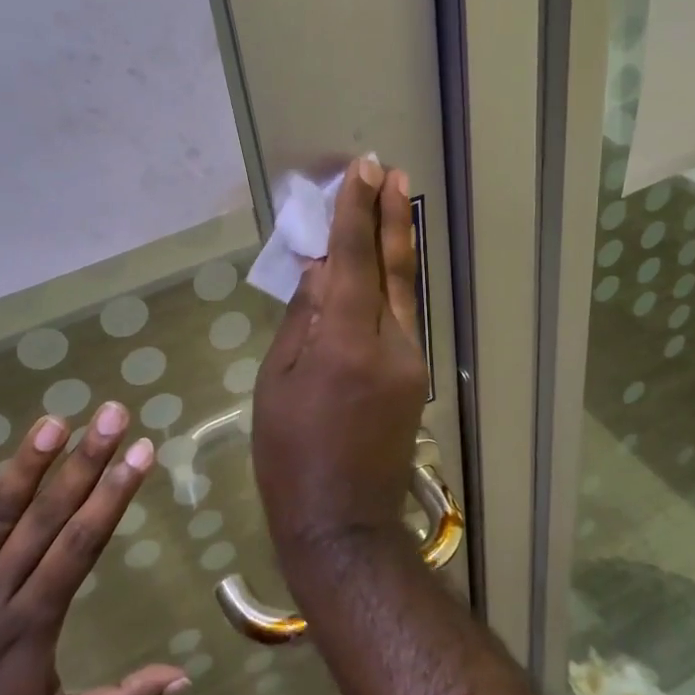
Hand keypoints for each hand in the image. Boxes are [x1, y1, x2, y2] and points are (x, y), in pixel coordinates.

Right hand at [251, 157, 429, 555]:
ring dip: (397, 246)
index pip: (355, 260)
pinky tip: (380, 269)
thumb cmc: (290, 455)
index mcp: (348, 343)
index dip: (356, 212)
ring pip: (405, 291)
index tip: (361, 171)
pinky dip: (391, 286)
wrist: (343, 523)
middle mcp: (392, 344)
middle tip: (392, 173)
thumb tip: (321, 269)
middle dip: (392, 216)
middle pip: (395, 267)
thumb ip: (304, 320)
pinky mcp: (416, 378)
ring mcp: (412, 362)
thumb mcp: (278, 382)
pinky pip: (403, 319)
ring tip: (392, 205)